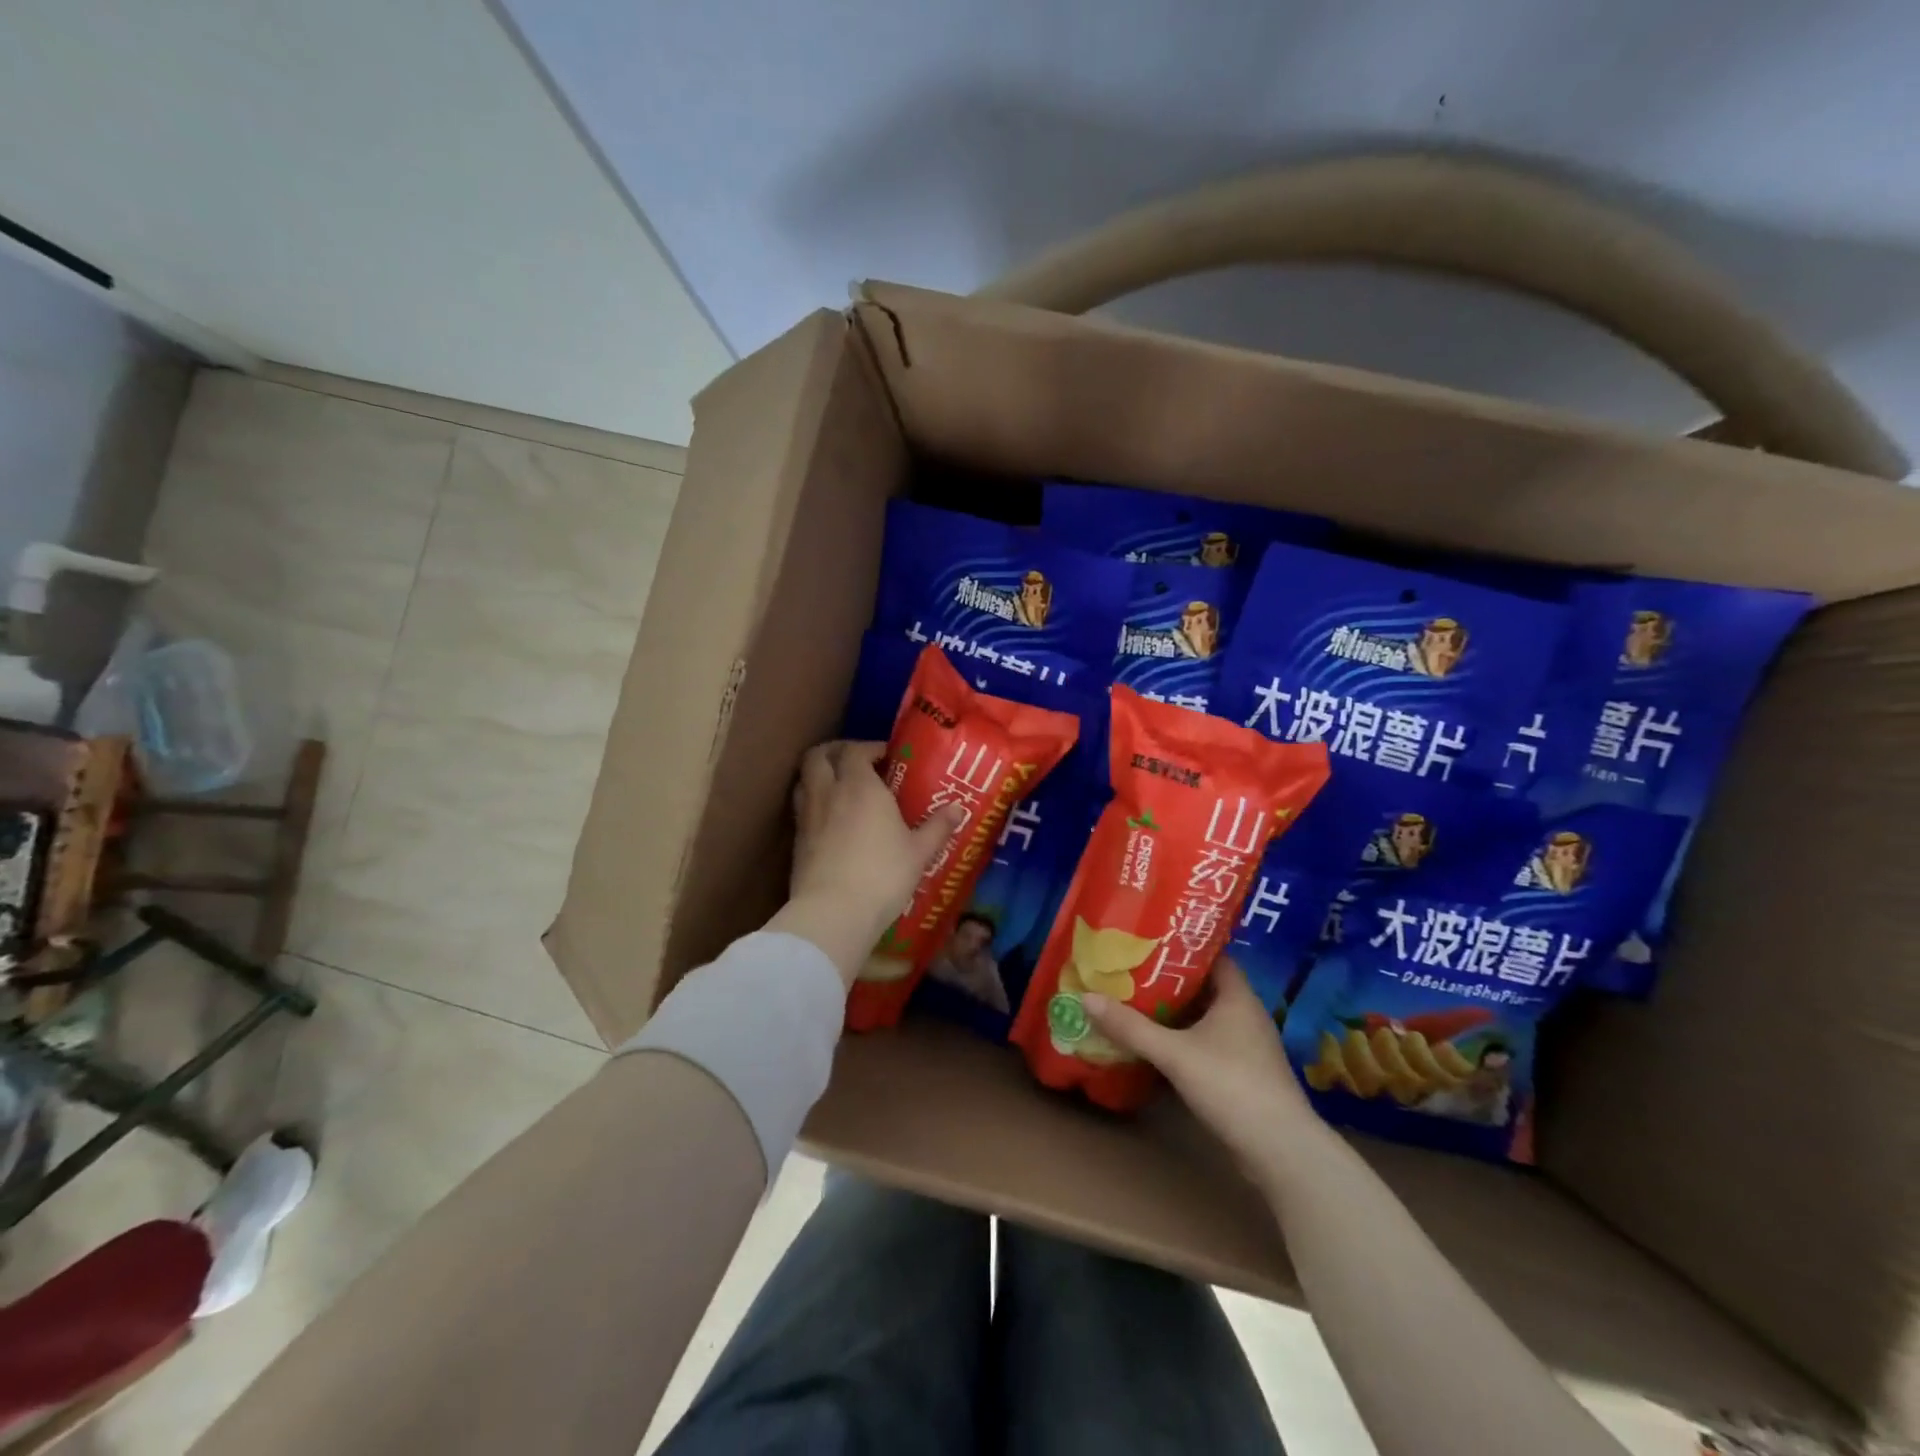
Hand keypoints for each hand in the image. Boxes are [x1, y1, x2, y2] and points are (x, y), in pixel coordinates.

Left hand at [771, 741, 963, 983]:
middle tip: (856, 762)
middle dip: (835, 752)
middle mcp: (828, 792)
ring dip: (819, 774)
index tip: (887, 757)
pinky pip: (801, 807)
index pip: (855, 750)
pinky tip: (830, 820)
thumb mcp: (919, 852)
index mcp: (860, 786)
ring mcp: (807, 816)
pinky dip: (813, 802)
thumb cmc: (882, 875)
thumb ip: (938, 827)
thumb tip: (958, 809)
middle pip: (818, 756)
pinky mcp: (796, 841)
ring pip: (804, 779)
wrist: (833, 913)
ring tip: (839, 787)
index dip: (869, 748)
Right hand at [1083, 959, 1323, 1182]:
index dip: (1182, 946)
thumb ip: (1131, 1027)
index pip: (1212, 955)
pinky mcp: (1243, 1073)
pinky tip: (1157, 1044)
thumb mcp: (1174, 1053)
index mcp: (1237, 996)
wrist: (1281, 1152)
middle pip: (1204, 986)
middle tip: (1130, 969)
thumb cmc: (1231, 1085)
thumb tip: (1086, 997)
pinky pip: (1208, 1043)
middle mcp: (1245, 1014)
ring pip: (1205, 1017)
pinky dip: (1183, 1039)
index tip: (1148, 941)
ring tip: (1135, 1002)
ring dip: (1175, 1012)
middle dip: (1169, 979)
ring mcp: (1247, 1046)